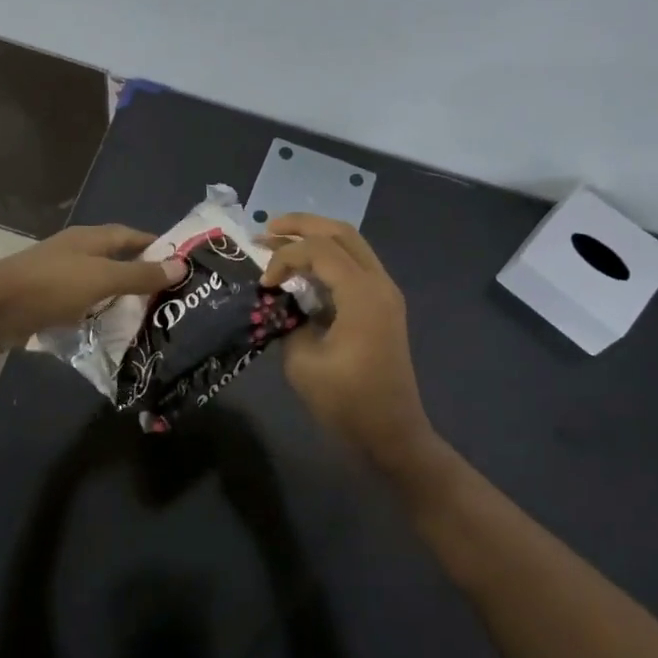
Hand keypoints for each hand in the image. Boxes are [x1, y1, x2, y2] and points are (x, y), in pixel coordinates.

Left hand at [0, 224, 186, 360]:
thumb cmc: (50, 287)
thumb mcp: (101, 279)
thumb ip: (140, 275)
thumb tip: (182, 265)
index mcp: (90, 238)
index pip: (132, 236)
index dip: (156, 246)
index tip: (181, 265)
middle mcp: (76, 252)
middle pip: (116, 259)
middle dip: (141, 275)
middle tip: (170, 298)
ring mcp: (58, 276)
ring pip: (98, 284)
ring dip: (119, 298)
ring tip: (147, 318)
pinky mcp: (46, 300)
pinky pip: (81, 305)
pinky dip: (97, 314)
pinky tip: (108, 332)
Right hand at [260, 214, 436, 475]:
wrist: (392, 433)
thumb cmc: (347, 402)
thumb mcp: (303, 362)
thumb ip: (290, 320)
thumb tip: (285, 302)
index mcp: (362, 294)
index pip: (319, 250)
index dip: (284, 256)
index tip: (264, 282)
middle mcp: (379, 283)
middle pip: (340, 232)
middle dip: (301, 225)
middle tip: (266, 228)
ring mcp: (385, 292)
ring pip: (351, 245)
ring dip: (316, 238)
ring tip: (280, 240)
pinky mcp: (383, 305)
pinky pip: (355, 266)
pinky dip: (328, 259)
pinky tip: (304, 270)